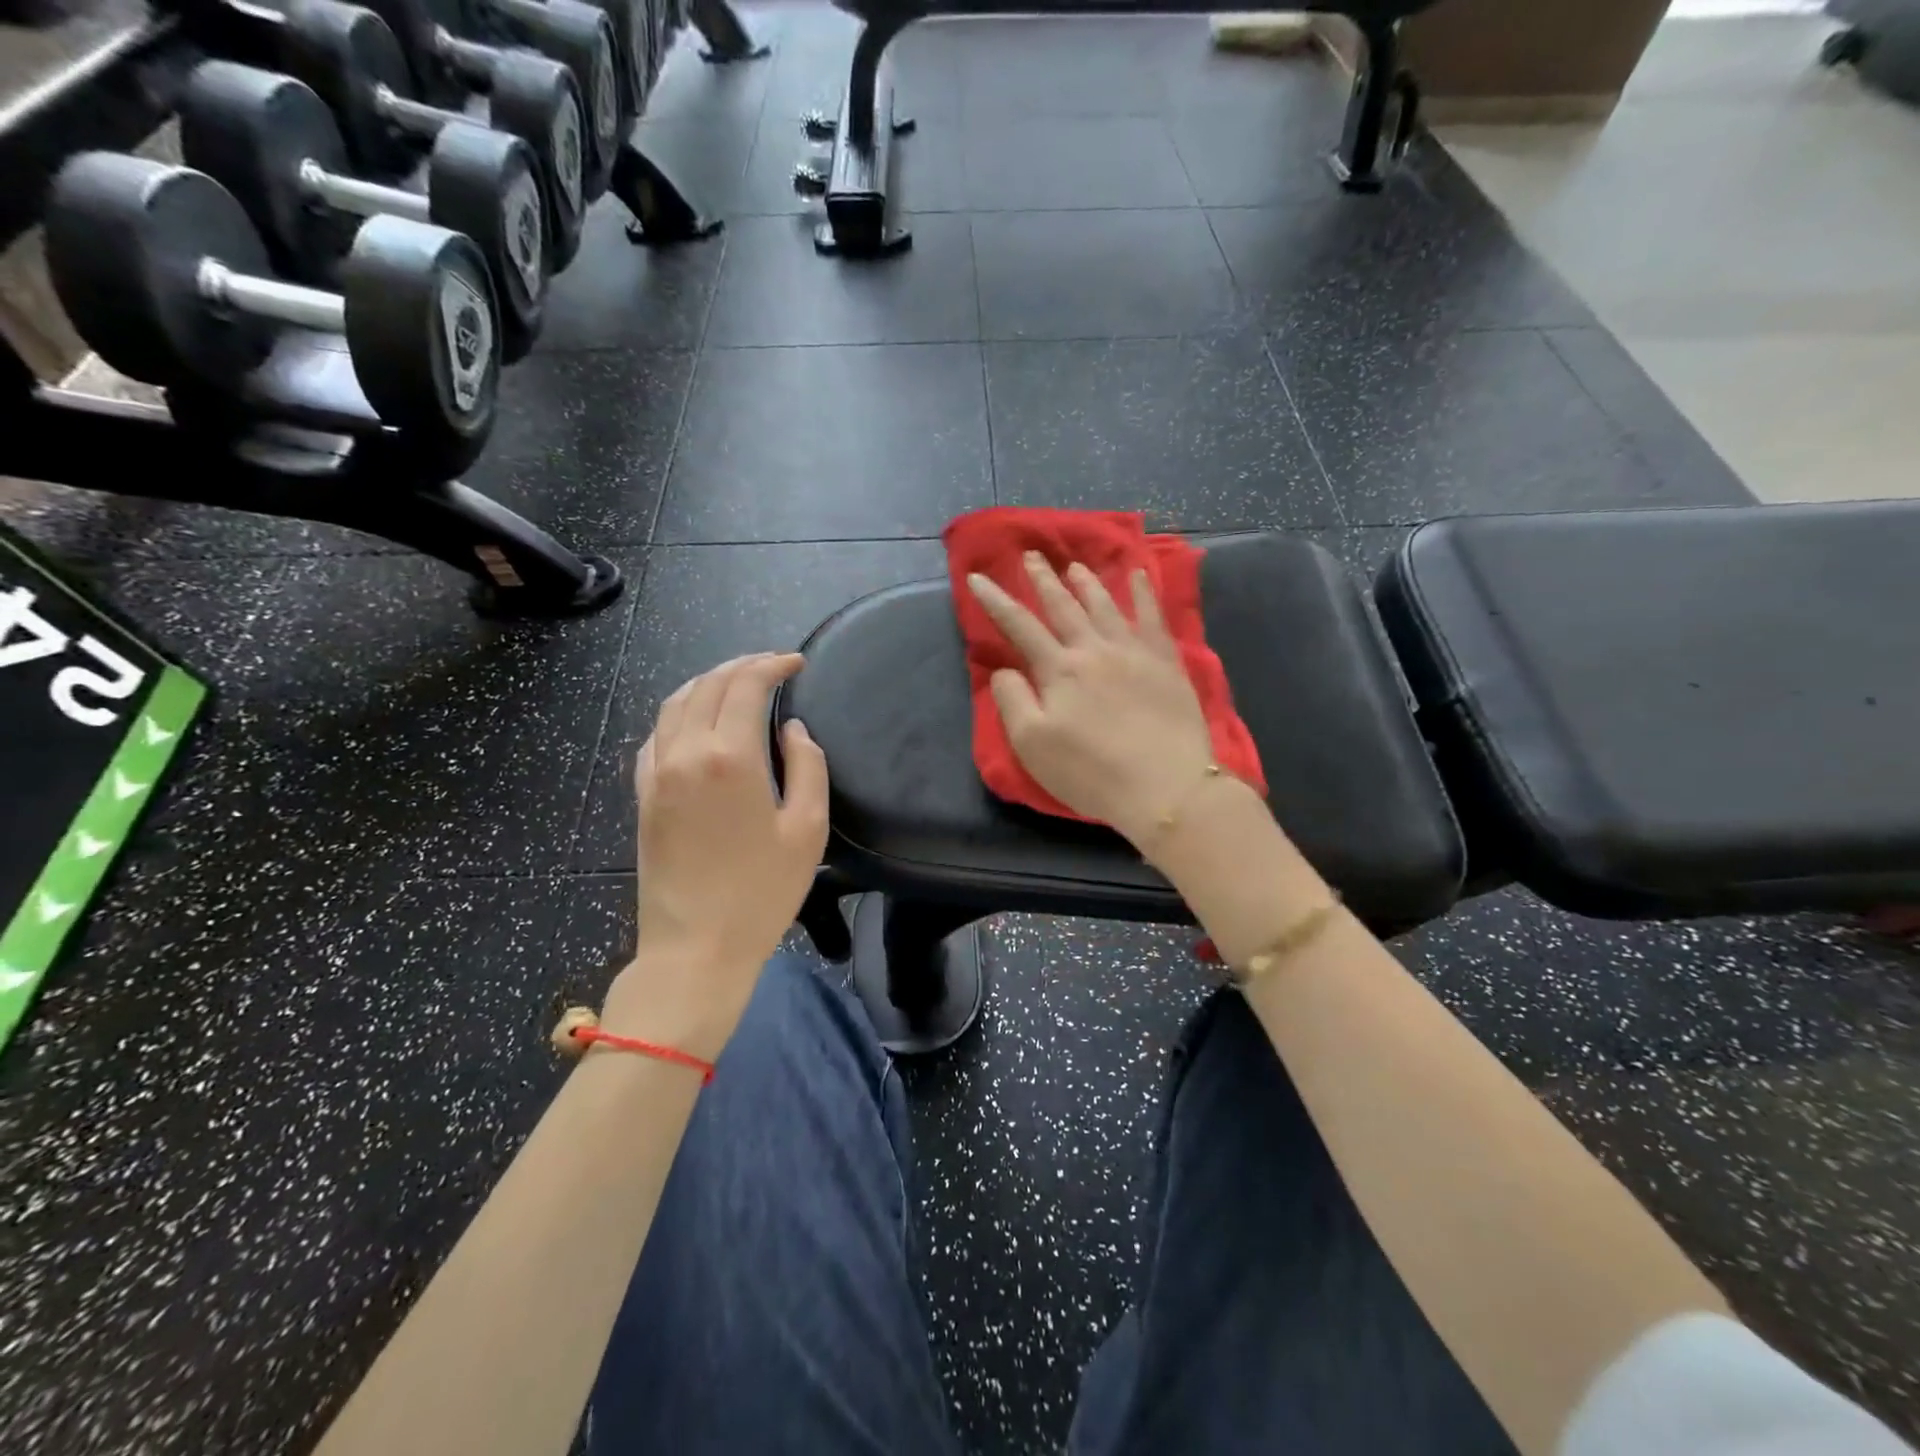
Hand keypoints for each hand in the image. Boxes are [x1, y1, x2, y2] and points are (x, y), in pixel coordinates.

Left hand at [604, 653, 827, 1059]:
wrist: (694, 949)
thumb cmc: (761, 893)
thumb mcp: (807, 829)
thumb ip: (807, 767)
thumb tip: (791, 729)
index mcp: (728, 757)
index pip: (746, 685)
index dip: (772, 664)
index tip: (796, 663)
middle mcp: (685, 752)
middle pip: (709, 685)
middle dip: (742, 666)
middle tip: (773, 666)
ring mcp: (656, 773)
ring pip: (676, 703)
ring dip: (708, 682)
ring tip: (737, 683)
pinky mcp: (642, 796)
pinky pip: (656, 735)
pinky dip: (680, 713)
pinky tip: (697, 722)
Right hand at [967, 553, 1215, 849]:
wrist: (1166, 787)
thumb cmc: (1091, 772)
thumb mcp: (1033, 744)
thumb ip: (1013, 701)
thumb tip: (1003, 669)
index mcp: (1059, 669)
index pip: (1019, 626)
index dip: (996, 600)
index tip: (977, 577)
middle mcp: (1095, 649)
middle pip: (1064, 606)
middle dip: (1043, 580)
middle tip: (1031, 555)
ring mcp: (1135, 652)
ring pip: (1106, 605)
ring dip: (1087, 583)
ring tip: (1075, 566)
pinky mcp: (1167, 663)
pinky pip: (1153, 617)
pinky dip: (1144, 594)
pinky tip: (1139, 577)